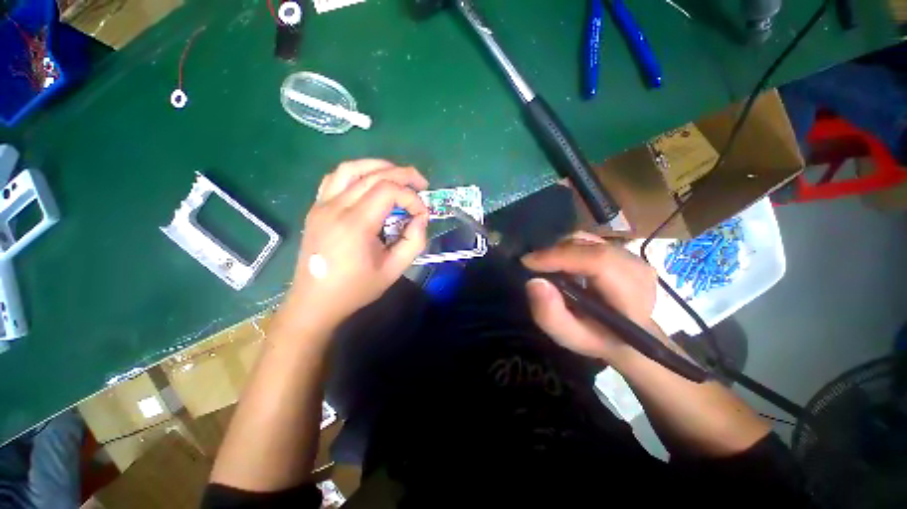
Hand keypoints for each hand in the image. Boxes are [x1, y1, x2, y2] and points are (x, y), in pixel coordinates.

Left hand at [281, 160, 429, 329]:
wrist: (315, 301)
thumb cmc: (355, 289)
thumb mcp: (393, 270)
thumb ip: (414, 242)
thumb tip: (421, 218)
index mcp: (355, 224)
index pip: (388, 191)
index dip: (412, 198)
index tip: (422, 214)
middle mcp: (335, 207)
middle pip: (373, 174)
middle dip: (403, 175)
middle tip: (421, 183)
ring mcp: (321, 204)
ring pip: (351, 168)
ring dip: (379, 166)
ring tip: (398, 176)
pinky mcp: (316, 207)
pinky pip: (335, 178)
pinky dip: (357, 173)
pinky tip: (369, 183)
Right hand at [522, 232, 658, 361]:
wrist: (625, 334)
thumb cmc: (597, 337)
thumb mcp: (569, 336)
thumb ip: (551, 315)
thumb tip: (534, 282)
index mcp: (632, 297)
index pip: (598, 262)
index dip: (560, 257)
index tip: (528, 262)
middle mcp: (637, 269)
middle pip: (589, 247)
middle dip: (554, 253)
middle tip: (533, 265)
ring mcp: (631, 256)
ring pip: (586, 240)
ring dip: (560, 250)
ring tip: (547, 267)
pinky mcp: (622, 250)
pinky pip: (587, 240)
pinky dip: (568, 247)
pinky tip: (562, 263)